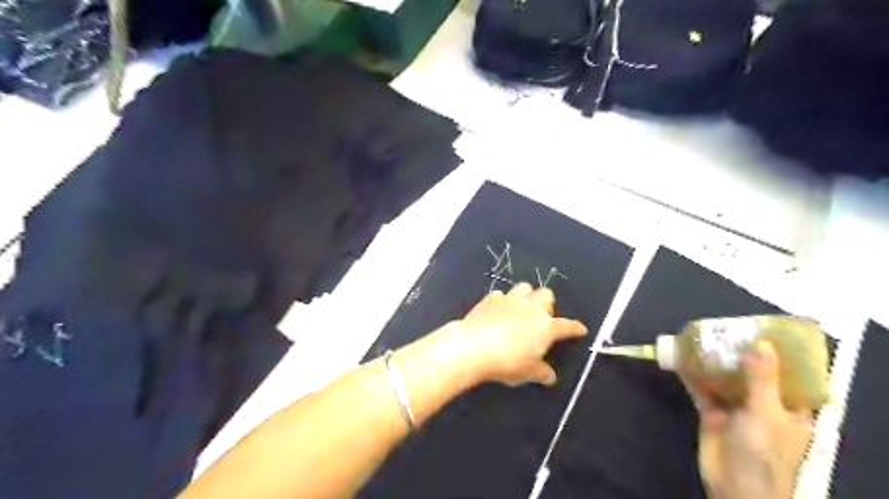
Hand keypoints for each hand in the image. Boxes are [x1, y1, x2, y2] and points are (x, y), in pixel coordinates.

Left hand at [451, 284, 589, 385]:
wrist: (474, 346)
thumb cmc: (508, 362)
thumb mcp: (528, 373)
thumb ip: (541, 373)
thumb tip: (550, 376)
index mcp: (546, 326)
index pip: (567, 326)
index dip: (575, 328)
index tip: (580, 329)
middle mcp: (531, 308)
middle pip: (546, 294)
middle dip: (546, 304)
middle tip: (540, 318)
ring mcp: (511, 300)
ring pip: (524, 287)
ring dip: (525, 296)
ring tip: (519, 309)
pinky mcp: (491, 298)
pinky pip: (501, 294)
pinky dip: (502, 301)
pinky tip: (497, 311)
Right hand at [687, 342, 810, 497]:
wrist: (733, 487)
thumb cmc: (762, 453)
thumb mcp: (765, 413)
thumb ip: (761, 378)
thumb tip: (761, 342)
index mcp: (789, 409)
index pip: (788, 376)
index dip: (777, 354)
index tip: (762, 330)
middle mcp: (763, 406)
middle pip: (751, 374)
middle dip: (738, 353)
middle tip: (725, 328)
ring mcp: (736, 410)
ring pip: (725, 380)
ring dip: (713, 362)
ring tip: (702, 338)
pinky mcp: (712, 414)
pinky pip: (702, 390)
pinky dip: (693, 376)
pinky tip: (682, 359)